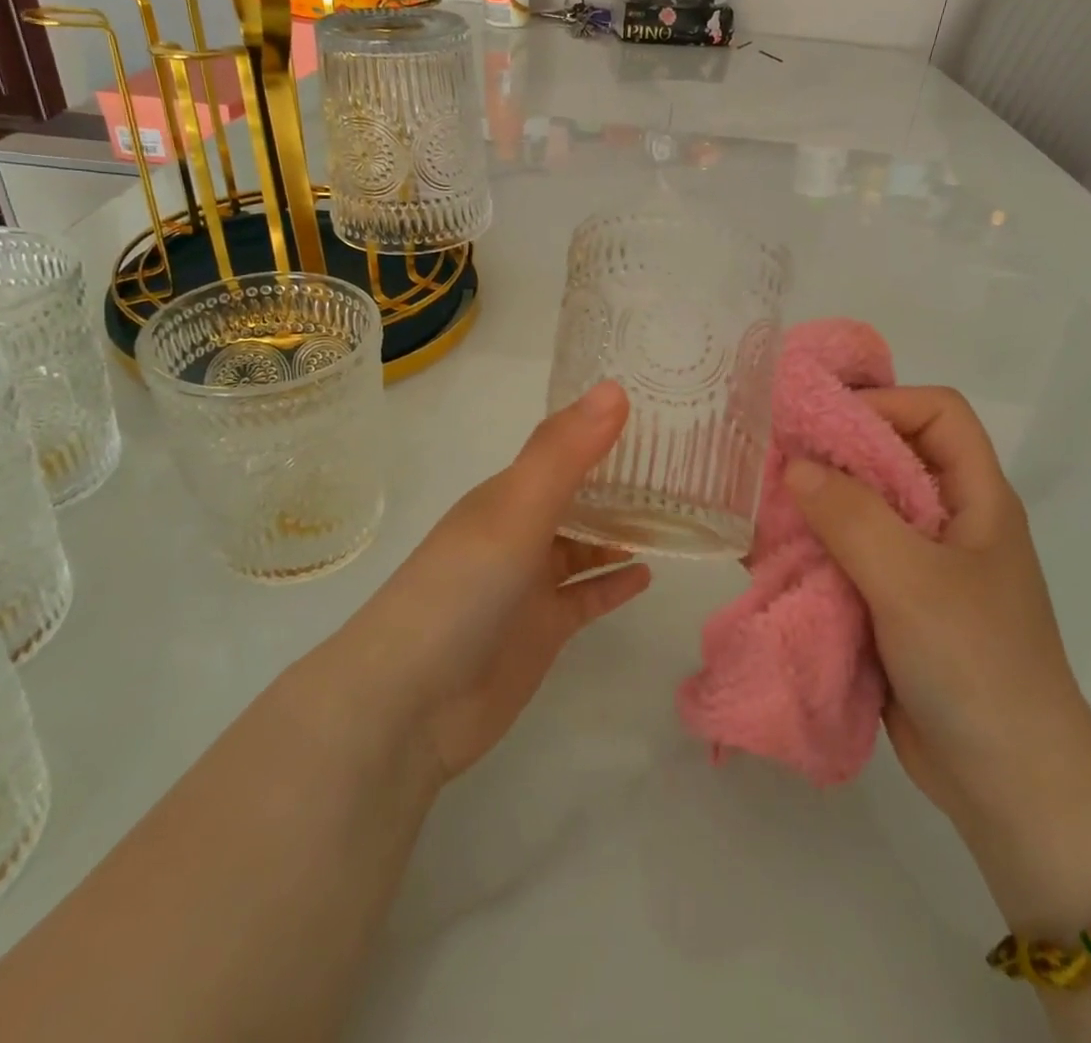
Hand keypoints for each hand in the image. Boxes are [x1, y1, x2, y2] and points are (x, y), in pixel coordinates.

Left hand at [331, 382, 651, 786]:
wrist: (410, 704)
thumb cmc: (462, 590)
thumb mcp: (515, 510)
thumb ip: (565, 452)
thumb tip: (616, 387)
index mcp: (507, 496)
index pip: (562, 451)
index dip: (602, 432)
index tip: (657, 414)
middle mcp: (518, 533)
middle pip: (576, 498)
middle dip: (619, 484)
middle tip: (680, 467)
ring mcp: (529, 584)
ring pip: (583, 547)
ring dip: (620, 533)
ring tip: (673, 518)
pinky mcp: (542, 630)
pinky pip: (586, 597)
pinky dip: (613, 583)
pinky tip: (648, 574)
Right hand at [783, 387, 1090, 823]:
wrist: (1011, 787)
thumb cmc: (976, 666)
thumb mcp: (912, 581)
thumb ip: (852, 516)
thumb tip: (795, 466)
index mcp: (975, 499)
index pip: (937, 413)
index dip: (884, 403)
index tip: (821, 424)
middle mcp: (947, 521)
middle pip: (889, 457)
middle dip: (832, 455)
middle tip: (772, 461)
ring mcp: (920, 566)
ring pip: (860, 510)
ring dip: (814, 508)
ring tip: (761, 510)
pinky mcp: (893, 605)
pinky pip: (847, 559)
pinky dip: (812, 553)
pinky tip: (772, 558)